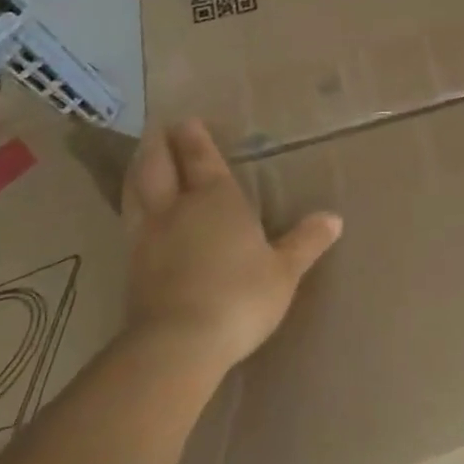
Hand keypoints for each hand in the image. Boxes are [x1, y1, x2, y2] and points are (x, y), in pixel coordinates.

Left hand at [120, 120, 342, 370]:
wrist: (178, 344)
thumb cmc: (241, 297)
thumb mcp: (284, 271)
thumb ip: (306, 242)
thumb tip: (334, 218)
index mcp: (217, 199)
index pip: (202, 159)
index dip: (194, 138)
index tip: (187, 120)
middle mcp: (178, 208)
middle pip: (158, 166)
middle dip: (158, 145)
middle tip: (158, 129)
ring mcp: (148, 236)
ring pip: (136, 191)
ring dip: (138, 170)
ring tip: (140, 160)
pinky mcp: (131, 265)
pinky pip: (129, 221)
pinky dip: (132, 205)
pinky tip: (136, 212)